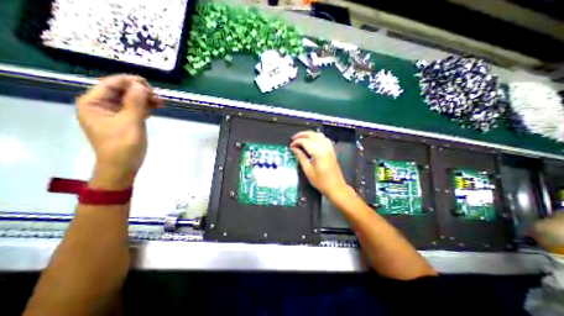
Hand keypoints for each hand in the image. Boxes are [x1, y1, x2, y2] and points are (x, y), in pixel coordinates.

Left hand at [76, 73, 162, 187]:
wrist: (122, 166)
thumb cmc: (123, 145)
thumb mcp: (131, 122)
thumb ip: (135, 102)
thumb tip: (141, 85)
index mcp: (93, 103)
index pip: (110, 84)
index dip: (130, 82)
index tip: (150, 85)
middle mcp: (100, 106)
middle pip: (121, 91)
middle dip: (140, 92)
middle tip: (158, 97)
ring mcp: (112, 114)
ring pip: (129, 100)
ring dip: (145, 100)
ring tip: (161, 103)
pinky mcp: (123, 121)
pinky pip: (134, 109)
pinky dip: (145, 107)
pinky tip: (155, 108)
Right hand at [291, 131, 350, 199]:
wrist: (336, 187)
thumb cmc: (320, 181)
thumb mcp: (308, 170)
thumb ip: (301, 156)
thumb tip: (294, 148)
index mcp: (318, 152)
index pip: (305, 141)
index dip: (296, 142)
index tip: (290, 146)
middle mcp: (324, 147)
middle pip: (312, 135)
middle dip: (301, 135)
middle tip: (293, 138)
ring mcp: (329, 147)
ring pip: (318, 134)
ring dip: (309, 134)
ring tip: (301, 138)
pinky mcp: (331, 150)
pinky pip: (323, 138)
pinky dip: (316, 137)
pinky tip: (311, 141)